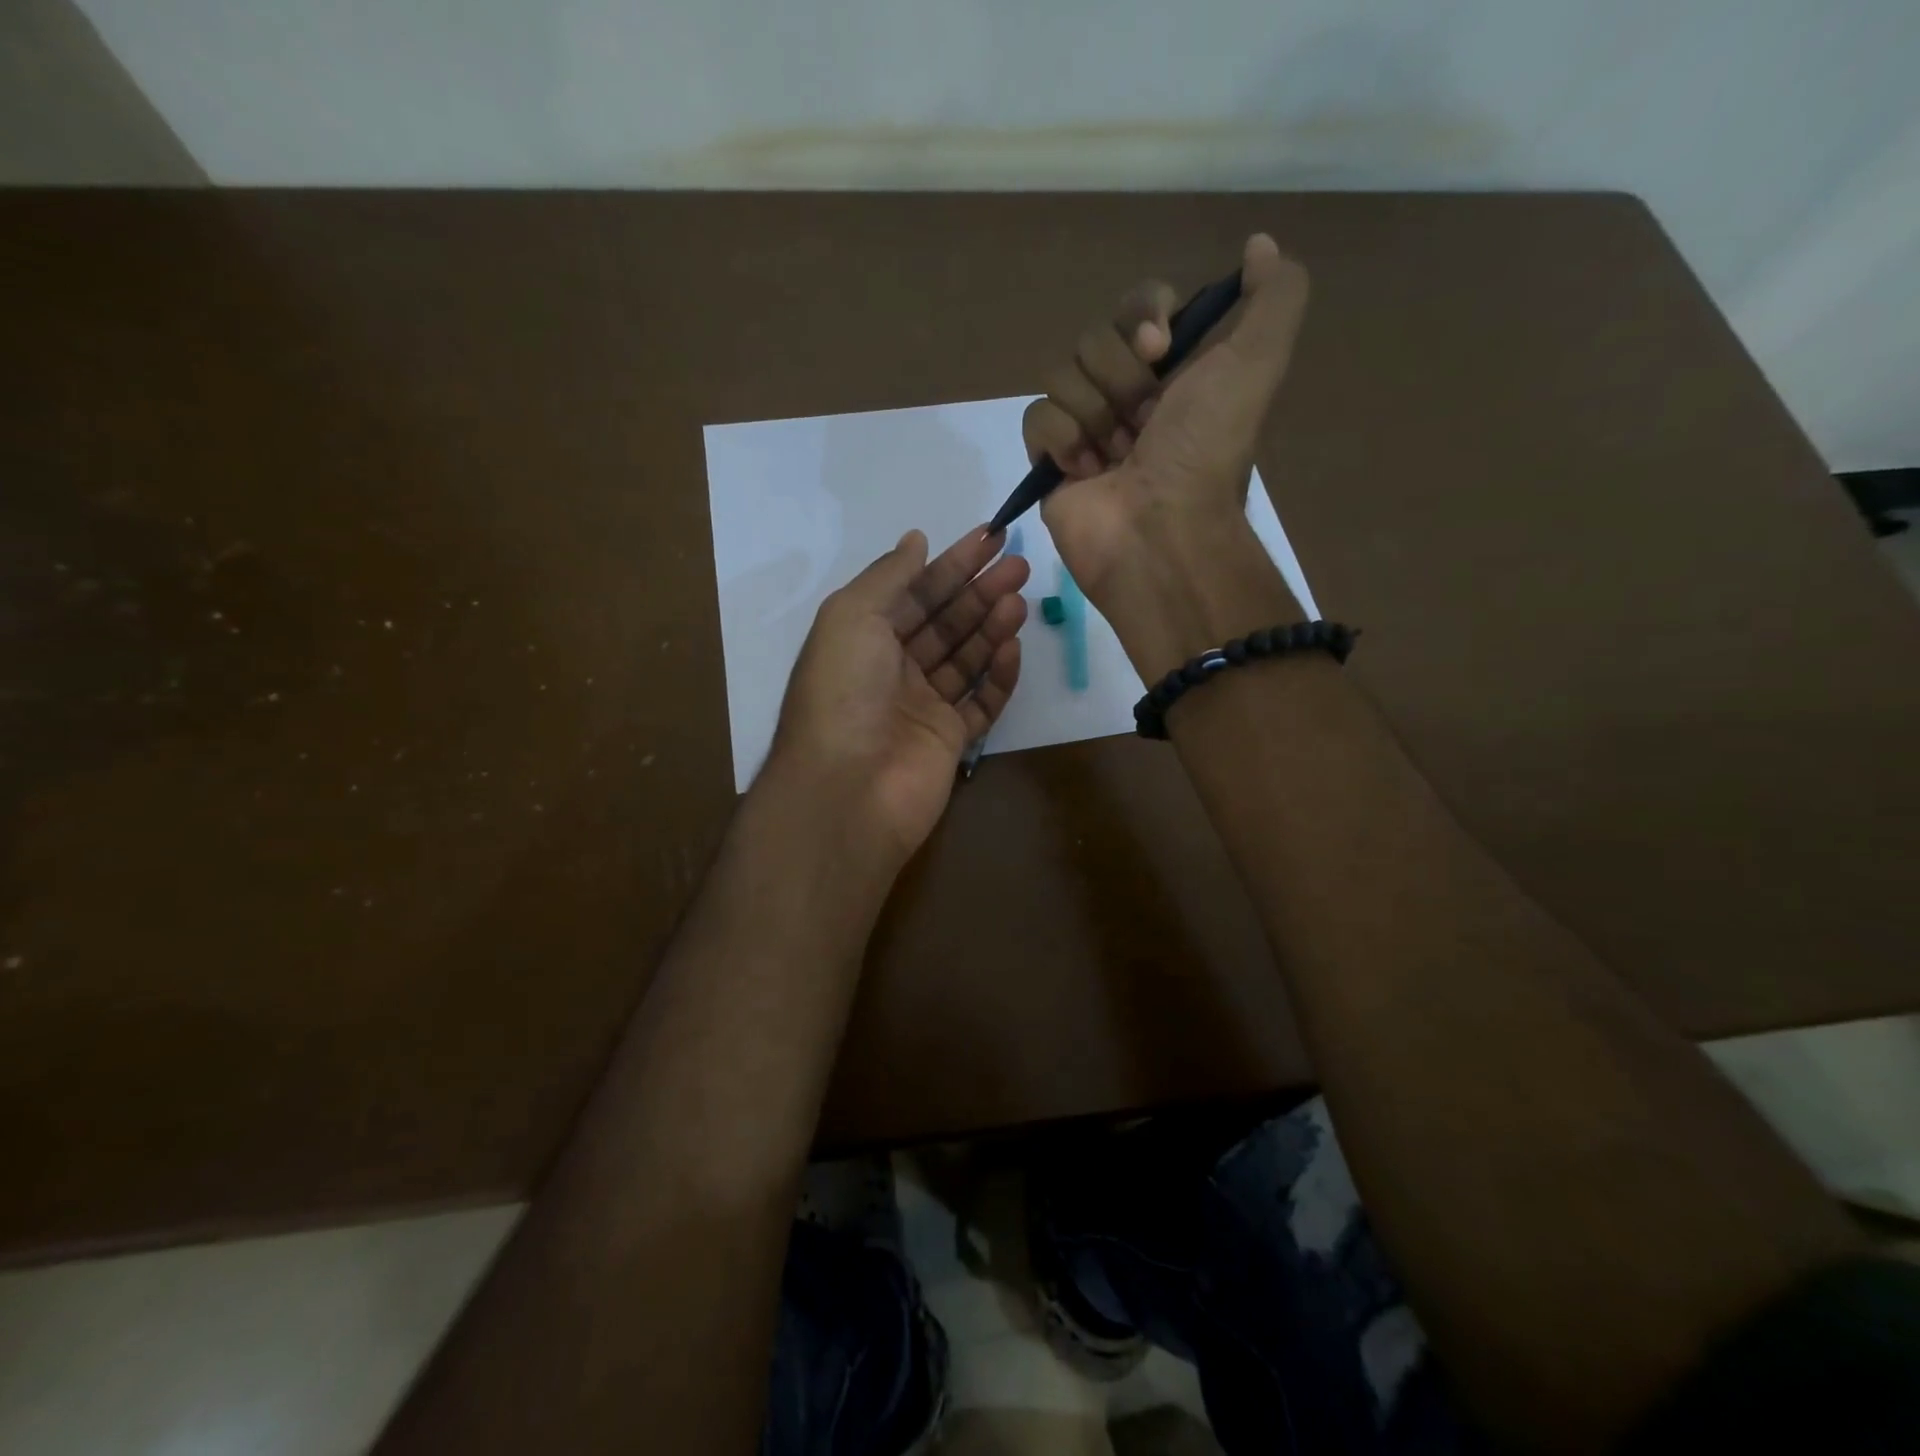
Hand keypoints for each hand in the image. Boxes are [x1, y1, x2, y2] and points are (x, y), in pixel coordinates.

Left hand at [767, 527, 1027, 860]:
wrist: (847, 789)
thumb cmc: (843, 692)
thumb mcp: (852, 616)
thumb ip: (889, 576)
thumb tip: (916, 539)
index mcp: (863, 638)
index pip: (914, 592)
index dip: (952, 564)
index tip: (991, 537)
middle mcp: (892, 669)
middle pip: (944, 622)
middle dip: (979, 591)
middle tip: (1018, 565)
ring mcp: (922, 706)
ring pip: (965, 658)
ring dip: (992, 626)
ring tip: (1020, 599)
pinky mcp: (949, 740)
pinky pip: (981, 702)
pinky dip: (999, 676)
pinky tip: (1014, 648)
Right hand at [1022, 234, 1310, 615]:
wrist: (1160, 532)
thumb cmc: (1205, 451)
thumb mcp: (1258, 363)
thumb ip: (1274, 296)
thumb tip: (1260, 245)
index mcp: (1174, 370)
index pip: (1139, 305)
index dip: (1143, 314)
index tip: (1159, 347)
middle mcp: (1128, 394)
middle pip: (1095, 337)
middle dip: (1120, 377)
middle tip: (1144, 422)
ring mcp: (1086, 428)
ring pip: (1062, 373)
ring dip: (1094, 413)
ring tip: (1116, 457)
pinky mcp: (1050, 461)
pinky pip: (1036, 417)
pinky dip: (1061, 440)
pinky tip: (1086, 471)